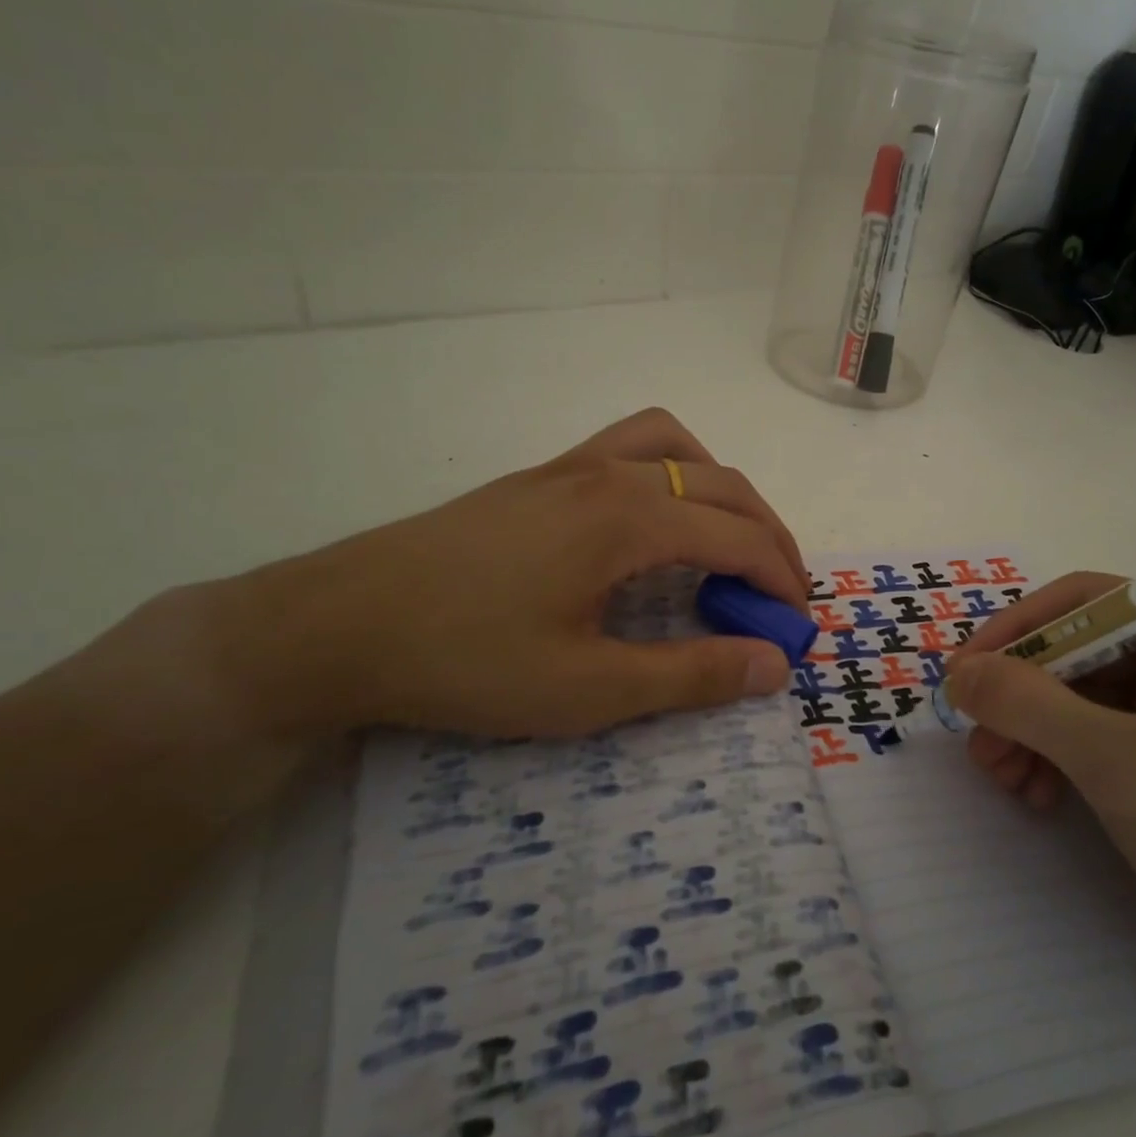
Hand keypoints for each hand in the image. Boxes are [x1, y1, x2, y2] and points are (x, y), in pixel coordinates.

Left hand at [207, 408, 808, 740]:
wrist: (337, 625)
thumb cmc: (466, 661)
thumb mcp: (588, 689)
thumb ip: (691, 675)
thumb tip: (774, 665)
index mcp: (630, 519)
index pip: (741, 536)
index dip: (782, 580)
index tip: (797, 627)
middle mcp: (610, 474)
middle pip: (724, 486)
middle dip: (769, 536)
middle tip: (777, 595)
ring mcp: (570, 467)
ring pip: (678, 447)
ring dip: (722, 489)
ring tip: (725, 543)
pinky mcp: (539, 477)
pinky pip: (630, 447)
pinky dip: (671, 471)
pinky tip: (652, 521)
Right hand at [945, 575, 1135, 982]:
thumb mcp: (1119, 762)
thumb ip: (1030, 705)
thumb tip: (959, 673)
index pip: (1088, 602)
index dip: (1018, 631)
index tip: (963, 672)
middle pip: (1078, 652)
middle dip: (1021, 697)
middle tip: (977, 739)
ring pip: (1079, 696)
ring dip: (1031, 731)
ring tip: (1001, 776)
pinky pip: (1095, 735)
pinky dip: (1057, 757)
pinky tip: (1035, 794)